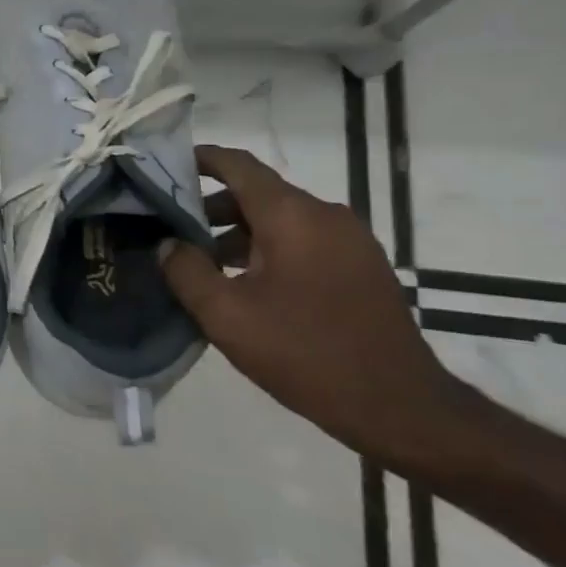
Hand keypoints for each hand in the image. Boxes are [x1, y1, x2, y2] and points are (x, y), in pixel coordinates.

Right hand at [160, 145, 466, 463]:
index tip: (165, 166)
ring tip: (204, 263)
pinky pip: (305, 240)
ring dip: (240, 232)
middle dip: (212, 206)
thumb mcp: (226, 316)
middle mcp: (325, 215)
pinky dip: (269, 248)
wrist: (400, 407)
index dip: (200, 159)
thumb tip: (168, 244)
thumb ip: (186, 271)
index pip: (238, 166)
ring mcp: (351, 241)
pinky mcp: (363, 267)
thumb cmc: (305, 353)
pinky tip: (247, 284)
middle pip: (258, 192)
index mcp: (292, 216)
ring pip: (282, 219)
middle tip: (172, 228)